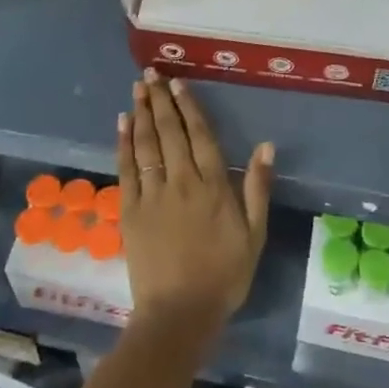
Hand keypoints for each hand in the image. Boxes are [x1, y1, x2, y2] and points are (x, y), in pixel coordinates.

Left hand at [117, 70, 273, 348]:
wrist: (179, 313)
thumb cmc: (223, 275)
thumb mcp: (254, 234)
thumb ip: (257, 188)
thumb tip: (265, 146)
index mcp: (212, 185)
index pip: (199, 135)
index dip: (189, 106)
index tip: (178, 83)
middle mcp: (181, 181)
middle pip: (169, 132)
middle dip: (160, 100)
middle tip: (151, 74)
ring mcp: (152, 194)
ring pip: (146, 144)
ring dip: (141, 113)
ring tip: (137, 89)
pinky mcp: (130, 210)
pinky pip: (127, 168)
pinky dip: (124, 143)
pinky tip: (122, 124)